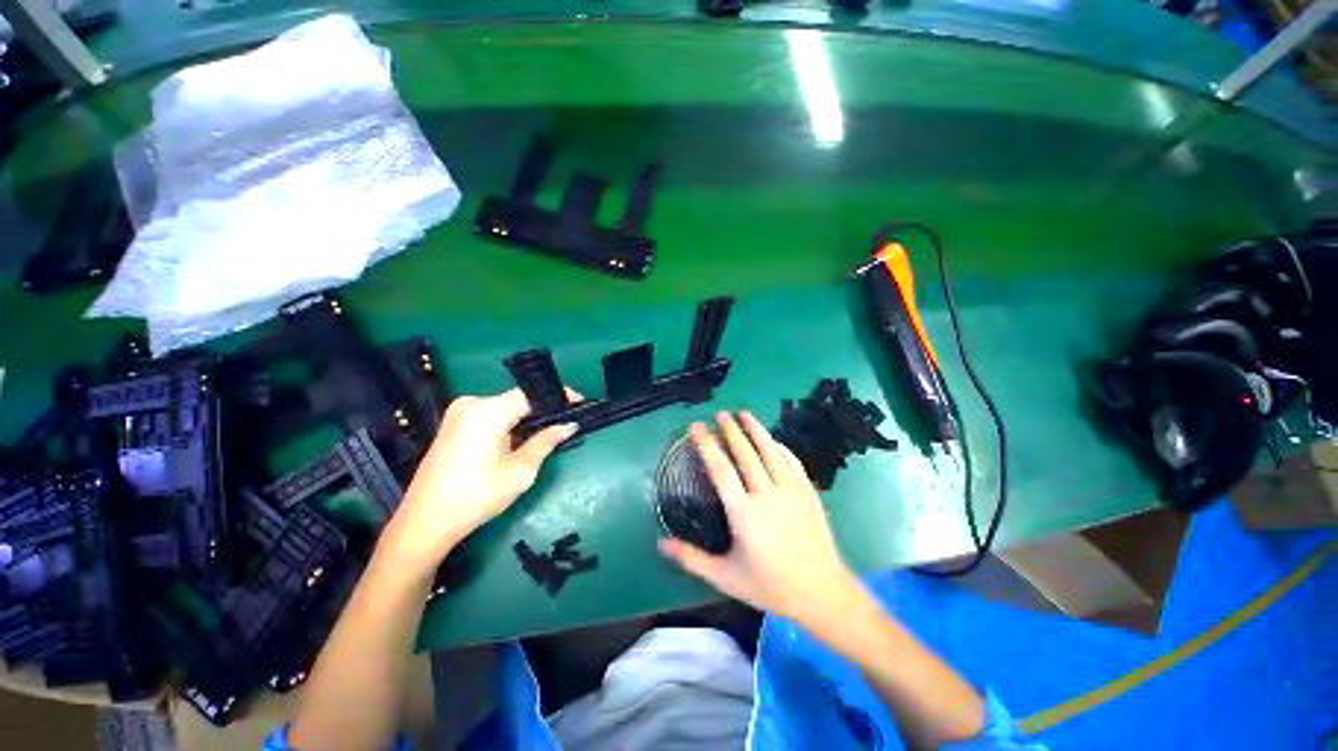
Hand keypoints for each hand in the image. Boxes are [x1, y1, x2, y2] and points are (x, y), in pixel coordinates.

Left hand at [381, 388, 577, 568]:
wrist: (424, 523)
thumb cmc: (476, 498)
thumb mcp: (520, 471)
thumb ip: (546, 442)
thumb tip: (570, 425)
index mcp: (487, 411)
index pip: (531, 393)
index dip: (558, 396)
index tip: (580, 403)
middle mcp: (471, 404)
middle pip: (518, 399)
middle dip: (544, 408)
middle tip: (567, 421)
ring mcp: (458, 413)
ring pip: (505, 407)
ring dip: (527, 417)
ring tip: (550, 430)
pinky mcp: (453, 424)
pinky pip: (491, 415)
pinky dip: (510, 423)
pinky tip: (523, 437)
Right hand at [659, 411, 858, 624]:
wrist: (821, 593)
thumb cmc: (770, 586)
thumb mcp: (726, 578)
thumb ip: (692, 558)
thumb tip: (661, 544)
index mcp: (743, 513)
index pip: (720, 470)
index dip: (707, 445)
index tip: (697, 427)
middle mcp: (766, 495)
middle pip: (745, 454)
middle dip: (730, 431)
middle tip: (720, 414)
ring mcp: (790, 491)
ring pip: (770, 452)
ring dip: (756, 430)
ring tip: (744, 413)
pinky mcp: (808, 492)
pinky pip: (791, 461)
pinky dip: (779, 447)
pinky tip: (772, 440)